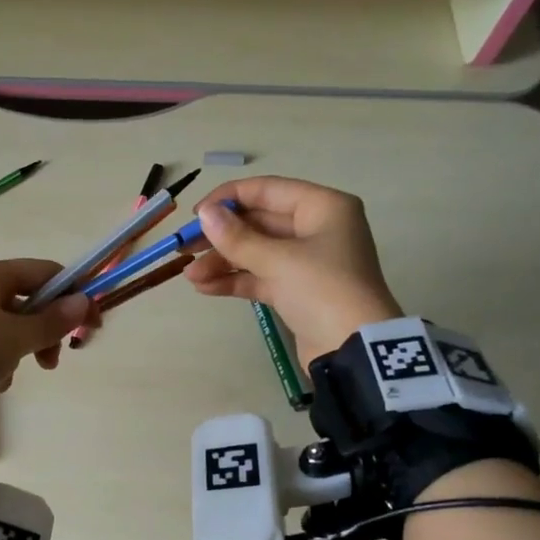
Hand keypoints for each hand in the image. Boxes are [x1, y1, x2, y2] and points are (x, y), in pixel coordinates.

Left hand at [0, 259, 91, 423]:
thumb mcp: (16, 338)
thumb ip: (53, 320)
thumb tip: (83, 301)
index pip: (45, 272)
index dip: (73, 297)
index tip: (91, 327)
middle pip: (28, 302)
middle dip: (45, 332)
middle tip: (52, 361)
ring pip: (10, 327)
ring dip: (21, 351)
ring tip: (11, 376)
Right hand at [185, 177, 401, 363]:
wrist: (354, 348)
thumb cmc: (322, 290)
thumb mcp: (278, 261)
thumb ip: (237, 238)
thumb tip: (204, 214)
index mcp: (323, 207)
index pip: (267, 190)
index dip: (228, 199)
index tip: (196, 214)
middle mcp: (317, 228)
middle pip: (259, 222)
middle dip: (221, 237)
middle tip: (184, 249)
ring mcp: (307, 262)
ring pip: (257, 252)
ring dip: (223, 262)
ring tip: (190, 277)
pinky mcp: (297, 292)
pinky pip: (260, 277)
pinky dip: (235, 280)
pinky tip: (206, 288)